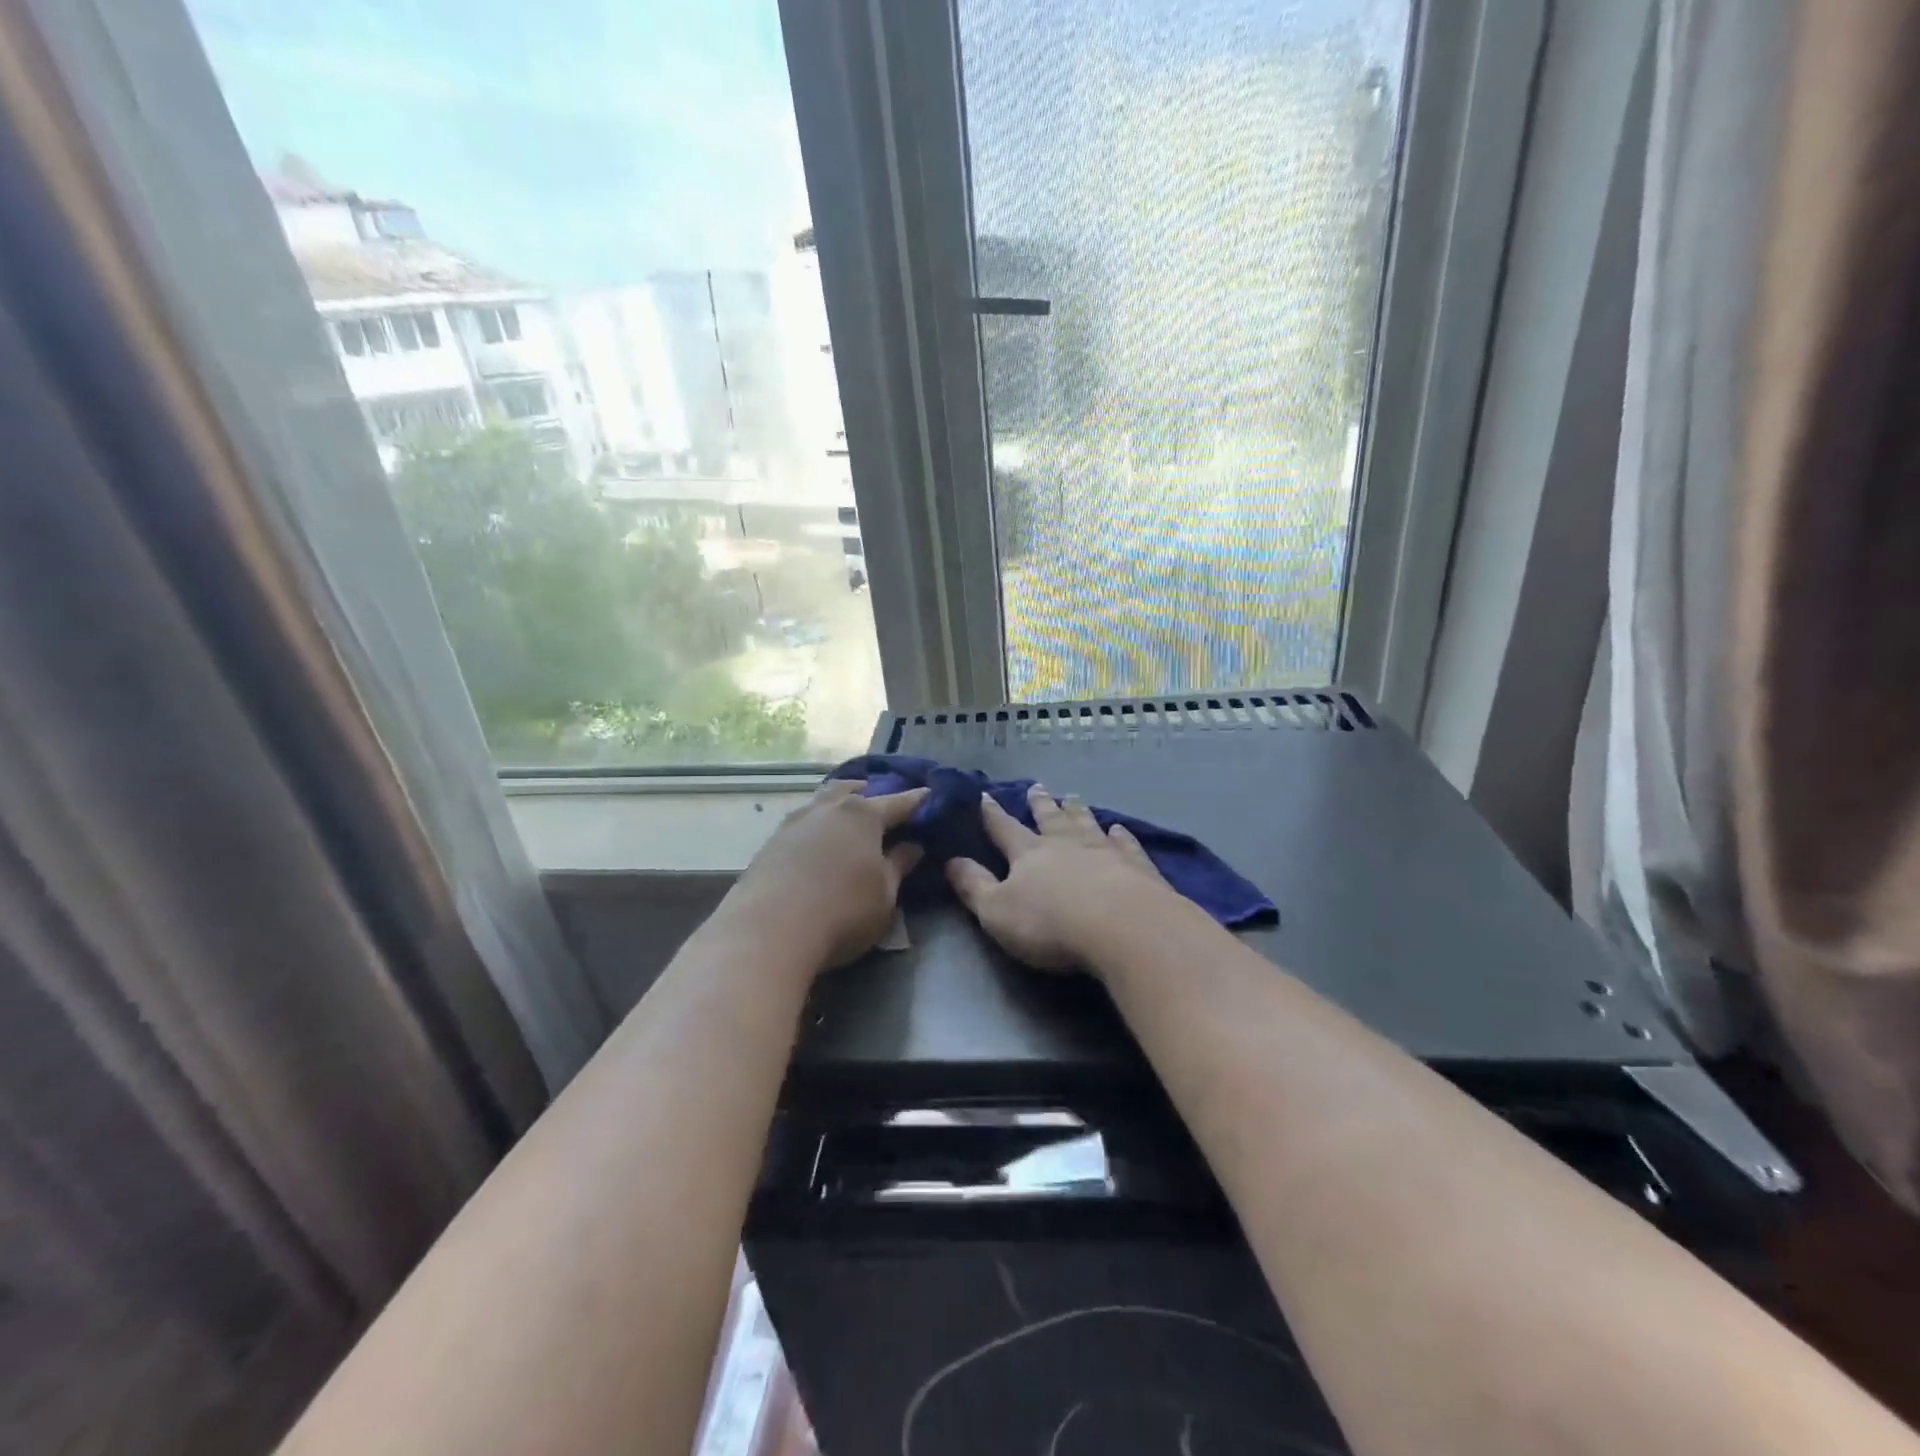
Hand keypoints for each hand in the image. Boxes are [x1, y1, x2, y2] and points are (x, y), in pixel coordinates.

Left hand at [724, 780, 927, 970]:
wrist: (768, 931)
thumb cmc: (843, 911)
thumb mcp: (885, 895)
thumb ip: (899, 866)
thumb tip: (913, 846)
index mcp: (863, 816)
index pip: (898, 802)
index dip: (917, 800)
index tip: (929, 793)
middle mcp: (828, 810)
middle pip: (852, 791)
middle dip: (869, 792)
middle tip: (880, 799)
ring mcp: (795, 823)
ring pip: (822, 802)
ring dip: (838, 804)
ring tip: (845, 814)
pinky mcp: (771, 843)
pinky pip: (802, 822)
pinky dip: (816, 825)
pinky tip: (816, 840)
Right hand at [945, 784, 1185, 972]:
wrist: (1122, 927)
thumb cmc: (1051, 924)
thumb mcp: (997, 911)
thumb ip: (974, 886)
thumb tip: (951, 860)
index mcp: (1028, 854)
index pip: (1004, 828)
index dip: (992, 814)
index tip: (984, 795)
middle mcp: (1065, 844)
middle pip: (1049, 819)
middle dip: (1040, 804)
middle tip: (1037, 787)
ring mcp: (1103, 851)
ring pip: (1086, 823)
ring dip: (1077, 810)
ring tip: (1073, 797)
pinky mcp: (1135, 865)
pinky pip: (1125, 843)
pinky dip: (1120, 835)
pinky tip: (1119, 828)